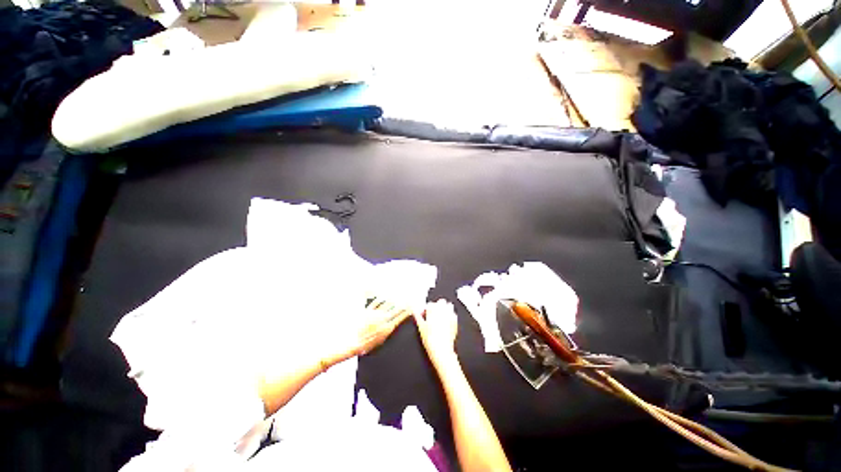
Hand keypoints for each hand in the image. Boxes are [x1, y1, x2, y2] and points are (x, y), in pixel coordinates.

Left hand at [322, 298, 412, 368]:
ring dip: (394, 300)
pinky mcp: (367, 310)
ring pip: (387, 303)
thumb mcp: (381, 341)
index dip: (407, 311)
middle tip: (407, 299)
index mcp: (387, 327)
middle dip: (403, 303)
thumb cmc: (365, 345)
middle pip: (396, 308)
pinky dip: (381, 298)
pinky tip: (384, 296)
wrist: (351, 342)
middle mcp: (383, 319)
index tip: (411, 307)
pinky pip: (376, 301)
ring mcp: (375, 313)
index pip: (400, 316)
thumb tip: (393, 324)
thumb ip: (388, 330)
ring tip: (398, 296)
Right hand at [414, 299, 458, 367]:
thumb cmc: (430, 339)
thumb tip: (414, 311)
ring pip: (449, 305)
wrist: (441, 349)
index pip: (430, 304)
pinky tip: (447, 321)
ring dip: (445, 308)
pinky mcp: (455, 321)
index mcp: (433, 311)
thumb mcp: (421, 327)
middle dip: (437, 305)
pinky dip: (450, 315)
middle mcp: (442, 311)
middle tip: (433, 314)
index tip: (425, 314)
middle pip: (441, 302)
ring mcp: (450, 315)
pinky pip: (454, 314)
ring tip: (441, 316)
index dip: (427, 309)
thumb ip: (418, 317)